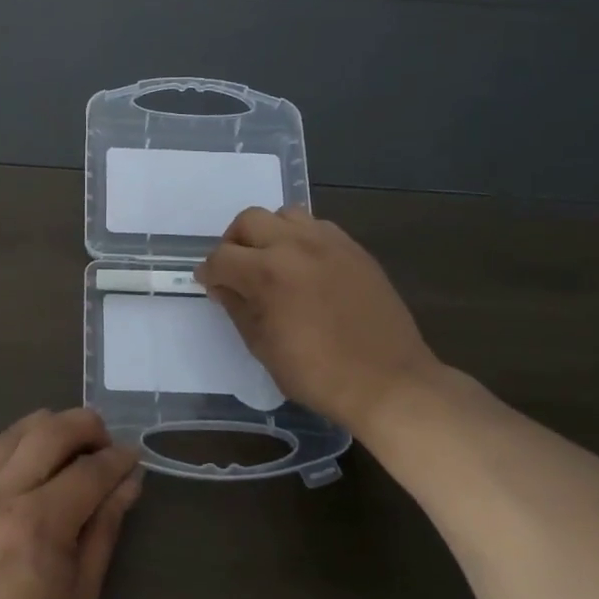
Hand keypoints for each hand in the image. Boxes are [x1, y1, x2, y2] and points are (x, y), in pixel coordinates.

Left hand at [0, 408, 142, 598]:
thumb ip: (103, 534)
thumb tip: (127, 485)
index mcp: (39, 524)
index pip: (88, 470)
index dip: (117, 459)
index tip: (133, 457)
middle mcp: (1, 494)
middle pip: (49, 431)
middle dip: (86, 426)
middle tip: (104, 443)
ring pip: (14, 432)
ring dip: (49, 428)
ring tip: (68, 449)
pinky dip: (16, 446)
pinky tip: (27, 465)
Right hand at [196, 205, 443, 429]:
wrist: (389, 383)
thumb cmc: (318, 374)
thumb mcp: (263, 347)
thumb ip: (238, 309)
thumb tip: (223, 287)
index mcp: (268, 272)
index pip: (222, 257)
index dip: (209, 272)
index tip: (208, 284)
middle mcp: (296, 246)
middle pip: (249, 220)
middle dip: (233, 242)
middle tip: (235, 269)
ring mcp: (329, 243)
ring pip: (285, 215)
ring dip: (269, 233)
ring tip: (271, 261)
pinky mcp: (354, 249)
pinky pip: (317, 227)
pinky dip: (301, 238)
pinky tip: (304, 266)